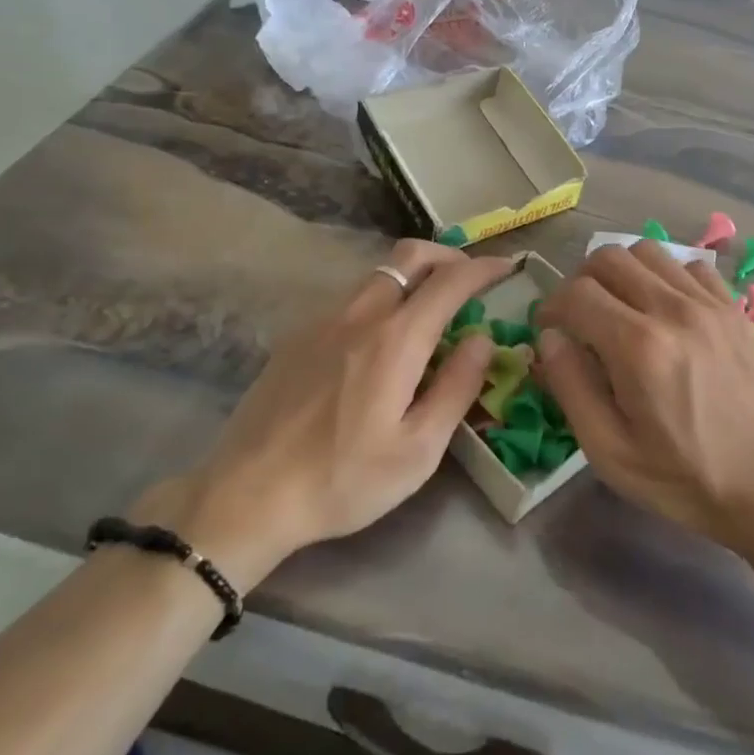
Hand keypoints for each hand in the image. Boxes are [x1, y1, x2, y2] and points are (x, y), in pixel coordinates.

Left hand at [136, 240, 512, 589]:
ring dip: (414, 276)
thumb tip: (482, 338)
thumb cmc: (342, 480)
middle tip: (470, 279)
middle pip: (410, 256)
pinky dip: (383, 298)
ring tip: (431, 310)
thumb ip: (457, 387)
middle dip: (448, 256)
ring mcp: (322, 321)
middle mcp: (360, 315)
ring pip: (379, 274)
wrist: (246, 498)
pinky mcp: (297, 336)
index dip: (484, 268)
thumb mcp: (418, 450)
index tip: (507, 268)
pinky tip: (382, 341)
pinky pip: (352, 298)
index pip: (450, 281)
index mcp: (395, 340)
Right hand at [535, 240, 753, 553]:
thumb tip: (550, 338)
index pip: (576, 293)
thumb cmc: (686, 478)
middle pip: (609, 257)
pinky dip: (666, 275)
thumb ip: (571, 387)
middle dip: (581, 281)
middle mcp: (673, 309)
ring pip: (649, 251)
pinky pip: (690, 266)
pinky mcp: (735, 309)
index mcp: (638, 346)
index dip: (551, 306)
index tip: (548, 329)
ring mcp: (710, 304)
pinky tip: (665, 309)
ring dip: (622, 271)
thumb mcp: (611, 452)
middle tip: (579, 316)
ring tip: (619, 307)